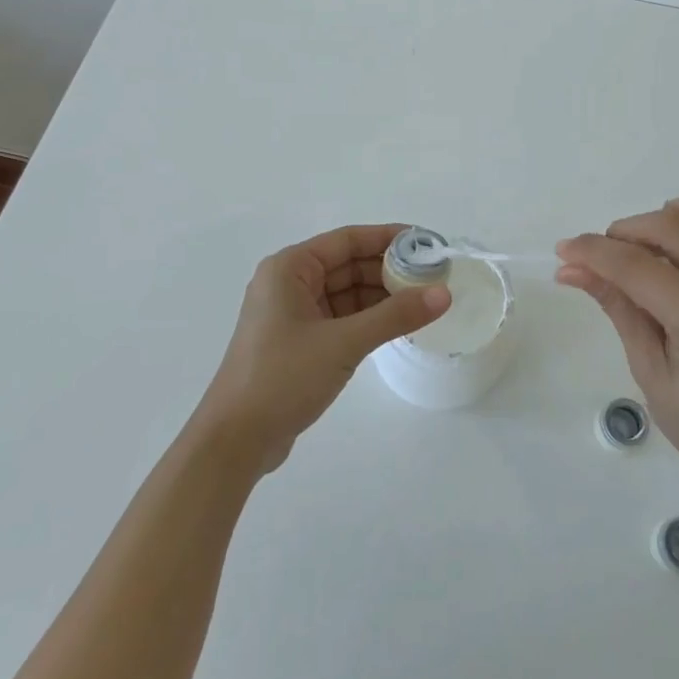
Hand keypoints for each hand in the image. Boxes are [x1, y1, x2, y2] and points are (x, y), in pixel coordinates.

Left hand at [194, 224, 449, 474]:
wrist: (235, 440)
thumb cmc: (283, 378)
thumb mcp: (344, 342)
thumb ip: (395, 315)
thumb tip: (443, 293)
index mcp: (290, 269)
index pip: (347, 240)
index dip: (389, 238)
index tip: (428, 244)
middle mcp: (289, 283)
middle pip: (348, 265)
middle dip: (389, 270)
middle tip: (434, 278)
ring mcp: (293, 314)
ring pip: (347, 294)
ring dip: (382, 297)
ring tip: (425, 302)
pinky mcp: (299, 342)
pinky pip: (341, 318)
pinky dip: (368, 319)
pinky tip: (398, 326)